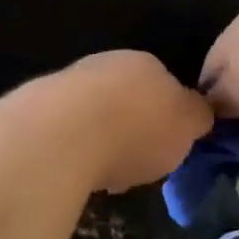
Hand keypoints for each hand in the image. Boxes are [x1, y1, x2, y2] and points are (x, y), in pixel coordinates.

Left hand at [64, 51, 213, 193]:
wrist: (63, 134)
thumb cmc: (138, 128)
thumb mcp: (188, 124)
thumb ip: (198, 116)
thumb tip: (198, 112)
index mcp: (148, 63)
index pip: (167, 87)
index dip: (170, 120)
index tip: (168, 149)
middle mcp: (109, 64)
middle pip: (129, 100)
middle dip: (133, 129)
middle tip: (137, 164)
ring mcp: (71, 82)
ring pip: (96, 115)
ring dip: (102, 141)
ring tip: (105, 175)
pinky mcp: (40, 108)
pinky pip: (67, 132)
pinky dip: (74, 150)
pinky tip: (75, 171)